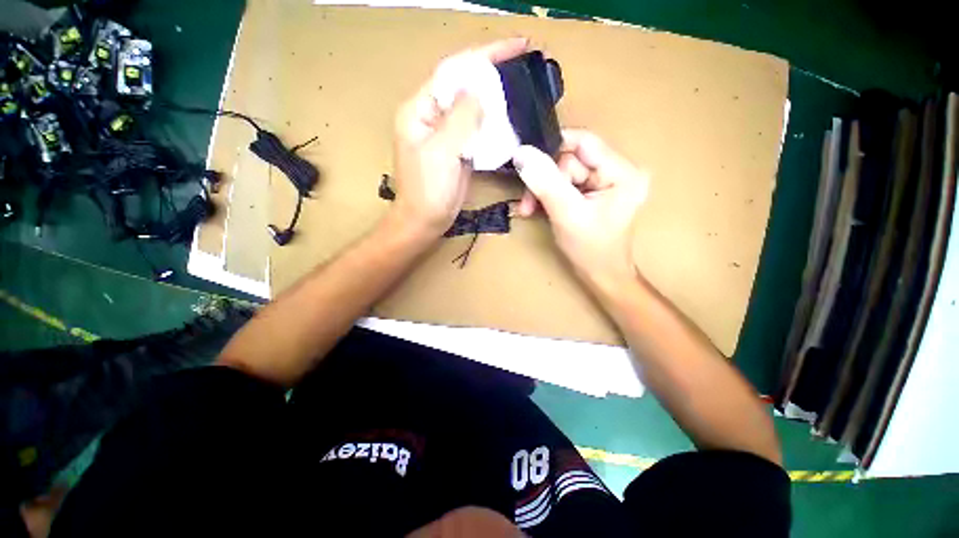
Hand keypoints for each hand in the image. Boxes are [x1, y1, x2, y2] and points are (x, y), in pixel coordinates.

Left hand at [391, 38, 528, 236]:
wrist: (425, 221)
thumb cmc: (426, 191)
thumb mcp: (441, 152)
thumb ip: (460, 118)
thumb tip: (477, 91)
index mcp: (420, 110)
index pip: (453, 72)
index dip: (484, 56)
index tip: (516, 46)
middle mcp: (432, 117)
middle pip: (464, 87)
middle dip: (492, 74)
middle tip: (523, 66)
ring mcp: (446, 135)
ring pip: (473, 109)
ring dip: (495, 100)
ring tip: (520, 89)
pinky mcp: (458, 151)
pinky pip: (477, 131)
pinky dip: (493, 125)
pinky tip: (509, 121)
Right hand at [513, 129, 649, 285]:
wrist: (601, 275)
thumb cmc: (590, 250)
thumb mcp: (567, 214)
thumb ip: (546, 183)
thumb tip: (522, 153)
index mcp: (623, 172)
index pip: (584, 142)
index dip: (552, 148)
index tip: (526, 163)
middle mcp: (617, 170)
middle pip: (570, 159)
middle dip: (545, 180)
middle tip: (530, 203)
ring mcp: (605, 182)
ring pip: (562, 172)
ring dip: (542, 190)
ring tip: (530, 209)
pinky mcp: (593, 192)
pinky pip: (564, 184)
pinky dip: (548, 195)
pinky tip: (538, 208)